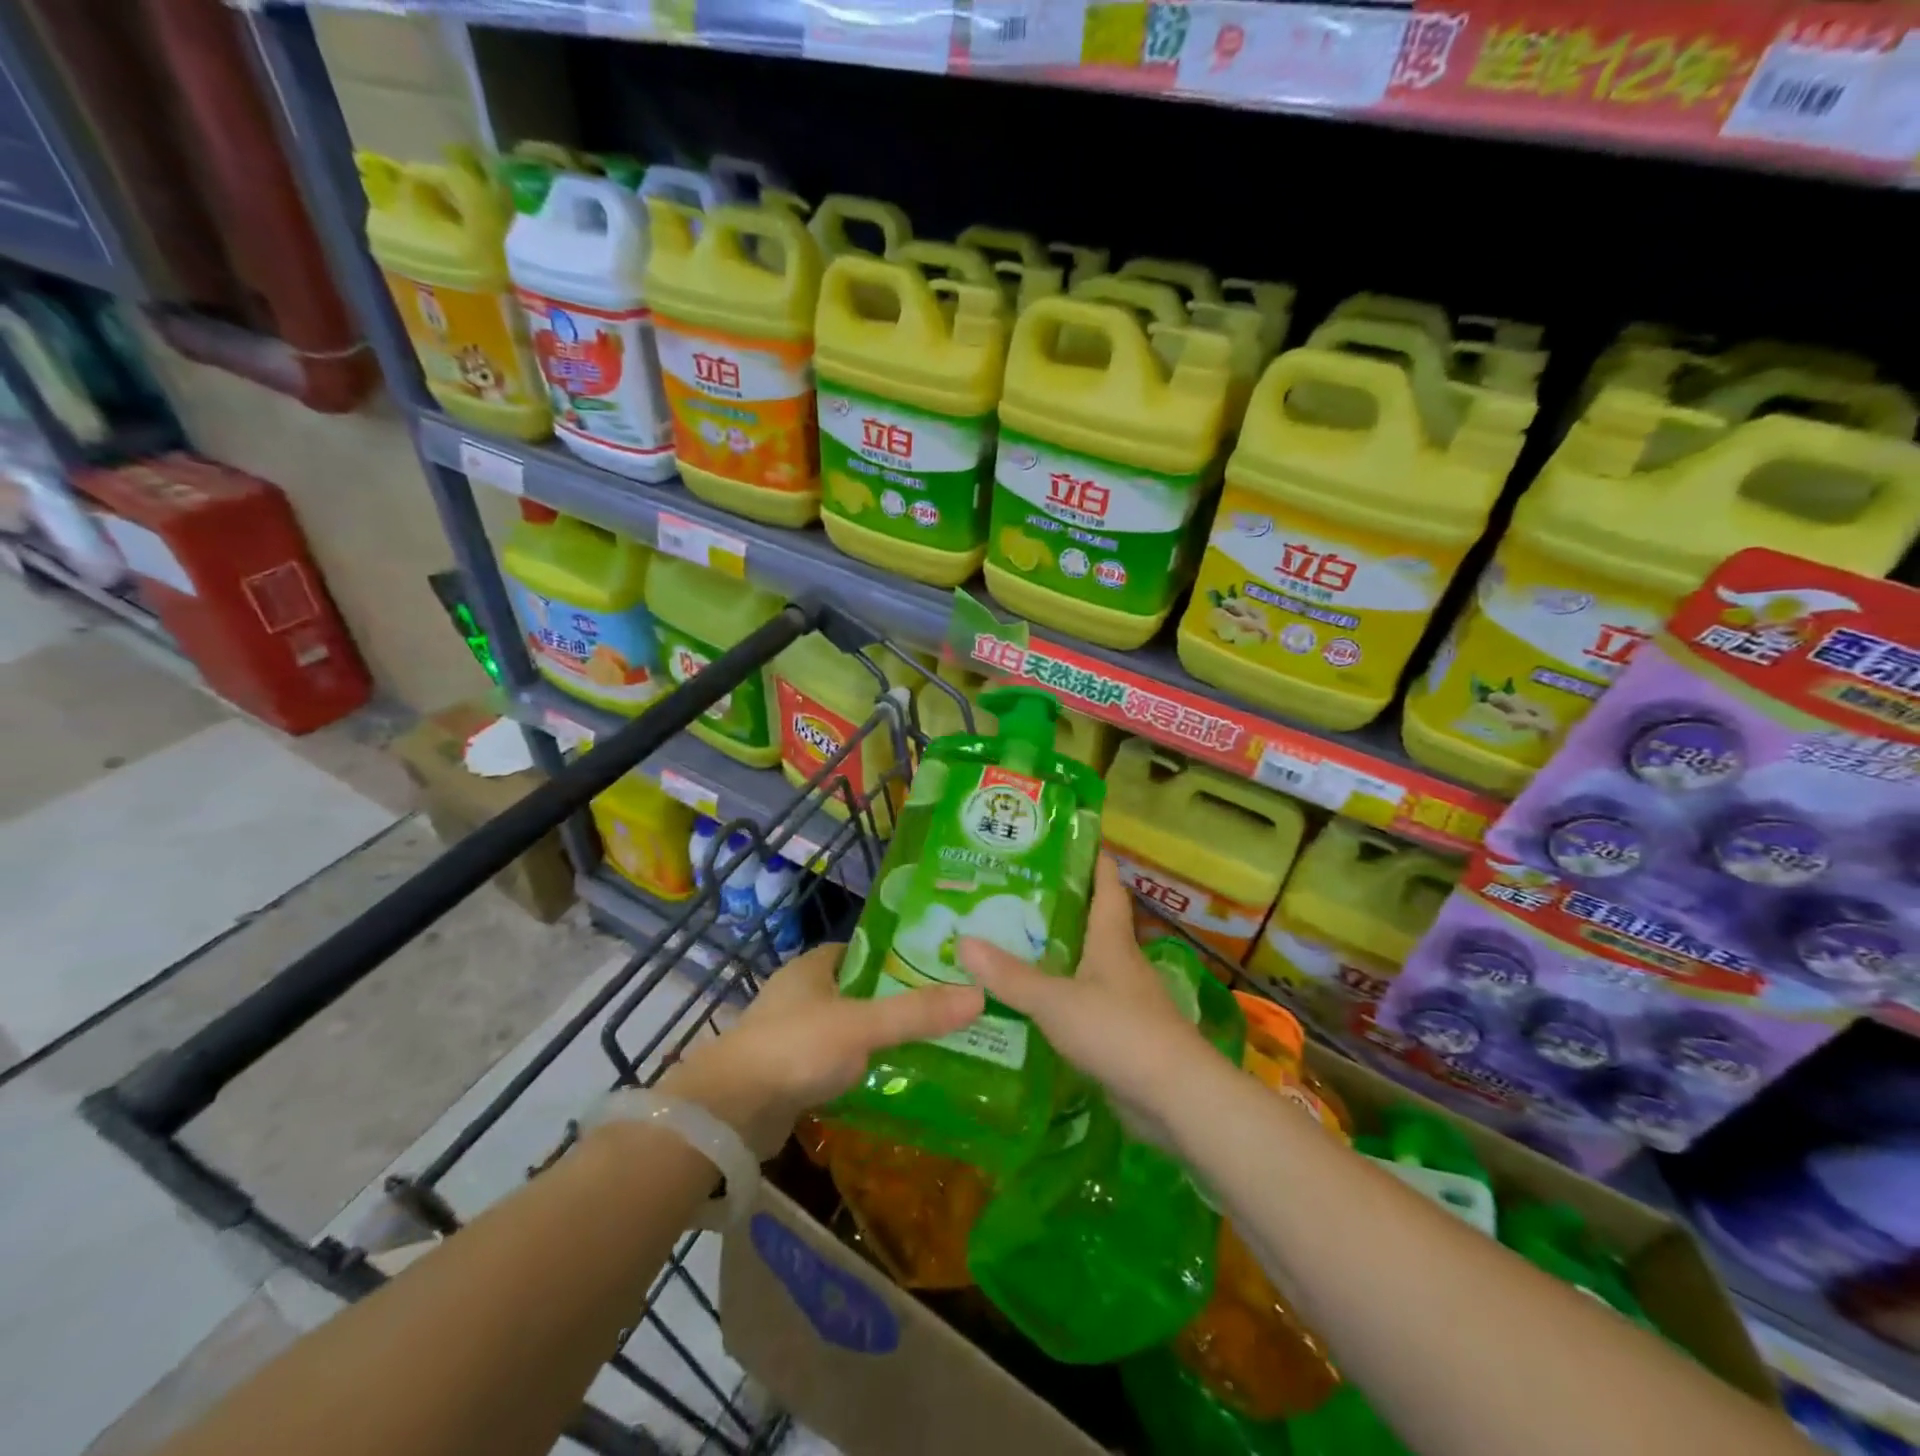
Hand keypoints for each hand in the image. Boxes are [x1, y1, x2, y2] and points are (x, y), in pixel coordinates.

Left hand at [660, 943, 982, 1158]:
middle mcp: (801, 993)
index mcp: (814, 966)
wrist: (728, 1113)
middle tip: (944, 1010)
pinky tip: (890, 1078)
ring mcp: (791, 1033)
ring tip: (929, 1045)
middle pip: (860, 989)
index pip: (866, 951)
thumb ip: (917, 1013)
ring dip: (878, 1036)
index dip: (901, 957)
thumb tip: (979, 995)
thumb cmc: (795, 1048)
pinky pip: (835, 1060)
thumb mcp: (862, 1025)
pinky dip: (859, 1066)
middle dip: (896, 1000)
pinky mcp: (788, 1071)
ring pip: (848, 1027)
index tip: (939, 969)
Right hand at [959, 855, 1223, 1147]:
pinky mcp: (1123, 1033)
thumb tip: (963, 941)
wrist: (1176, 1097)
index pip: (1106, 885)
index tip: (1068, 839)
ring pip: (1088, 962)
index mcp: (1111, 940)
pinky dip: (1062, 994)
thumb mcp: (1056, 1001)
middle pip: (1093, 921)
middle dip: (1061, 905)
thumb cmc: (1119, 1031)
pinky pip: (1087, 1001)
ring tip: (1013, 943)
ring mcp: (1126, 999)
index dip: (1093, 859)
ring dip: (1059, 952)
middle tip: (1013, 893)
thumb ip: (1010, 976)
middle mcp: (1121, 961)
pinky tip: (1035, 1002)